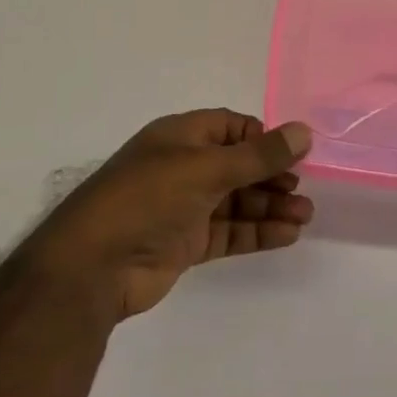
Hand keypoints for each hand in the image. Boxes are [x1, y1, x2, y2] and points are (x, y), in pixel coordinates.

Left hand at [37, 110, 314, 321]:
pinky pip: (229, 231)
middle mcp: (183, 167)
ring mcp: (184, 207)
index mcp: (181, 137)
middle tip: (304, 190)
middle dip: (273, 176)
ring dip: (270, 206)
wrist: (91, 268)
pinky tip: (287, 235)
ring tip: (305, 216)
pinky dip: (257, 231)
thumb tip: (304, 131)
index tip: (293, 153)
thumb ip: (259, 155)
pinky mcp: (185, 243)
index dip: (262, 139)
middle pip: (238, 166)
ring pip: (237, 200)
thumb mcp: (206, 169)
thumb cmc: (147, 199)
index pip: (231, 128)